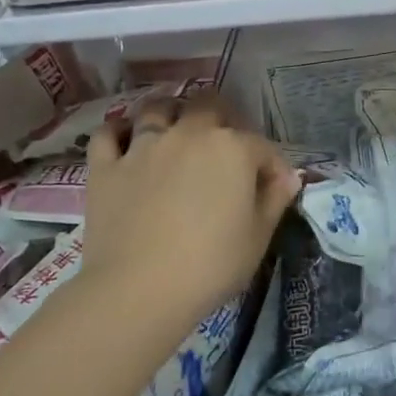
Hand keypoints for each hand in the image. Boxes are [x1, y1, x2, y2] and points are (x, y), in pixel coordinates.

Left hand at [83, 97, 299, 337]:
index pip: (261, 145)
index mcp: (232, 148)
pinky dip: (118, 132)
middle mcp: (188, 134)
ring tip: (174, 130)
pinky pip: (108, 134)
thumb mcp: (258, 237)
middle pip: (208, 106)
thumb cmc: (210, 265)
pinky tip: (125, 140)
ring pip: (157, 109)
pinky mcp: (107, 166)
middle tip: (223, 146)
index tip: (274, 186)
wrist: (138, 290)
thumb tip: (288, 177)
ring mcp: (143, 146)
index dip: (271, 164)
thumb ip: (275, 199)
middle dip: (221, 118)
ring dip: (170, 114)